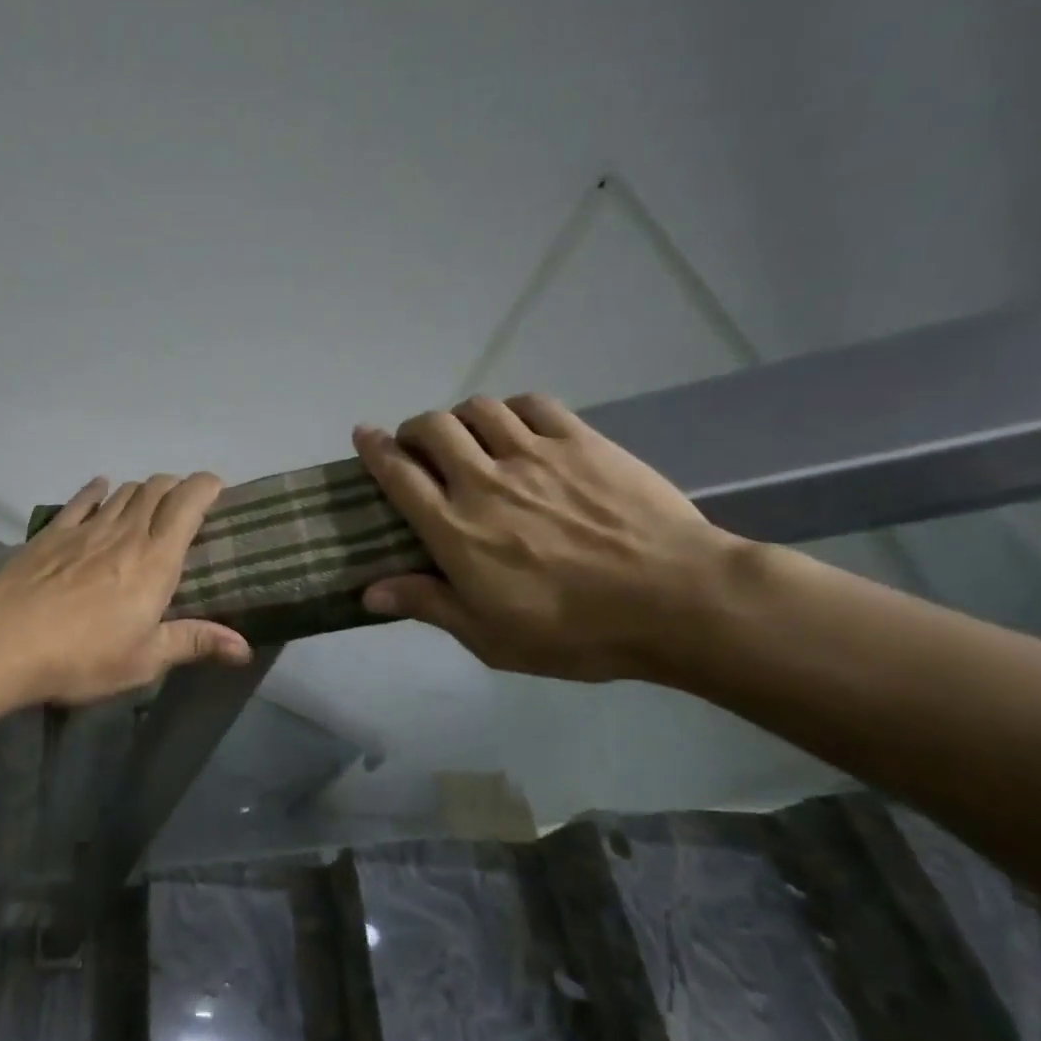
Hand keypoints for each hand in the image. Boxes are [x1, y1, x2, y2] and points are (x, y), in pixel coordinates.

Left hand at [0, 472, 252, 705]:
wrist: (5, 641)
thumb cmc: (83, 656)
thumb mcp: (144, 659)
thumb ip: (194, 643)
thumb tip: (245, 648)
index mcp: (155, 560)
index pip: (188, 504)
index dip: (206, 487)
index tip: (218, 488)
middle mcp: (125, 533)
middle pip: (156, 489)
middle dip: (177, 486)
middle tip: (186, 504)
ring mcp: (85, 528)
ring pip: (123, 492)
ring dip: (142, 490)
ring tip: (149, 503)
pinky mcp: (52, 533)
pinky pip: (81, 500)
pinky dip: (97, 490)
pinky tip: (101, 488)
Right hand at [352, 394, 737, 681]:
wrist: (677, 600)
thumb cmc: (575, 630)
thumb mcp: (489, 636)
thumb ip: (427, 605)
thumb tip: (368, 592)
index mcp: (455, 528)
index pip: (398, 474)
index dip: (374, 449)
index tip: (363, 434)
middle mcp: (484, 480)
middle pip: (432, 428)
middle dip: (415, 429)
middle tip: (419, 447)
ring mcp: (534, 454)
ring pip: (479, 408)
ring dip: (461, 417)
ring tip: (468, 436)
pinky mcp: (581, 442)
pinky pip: (533, 404)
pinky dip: (512, 409)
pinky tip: (517, 426)